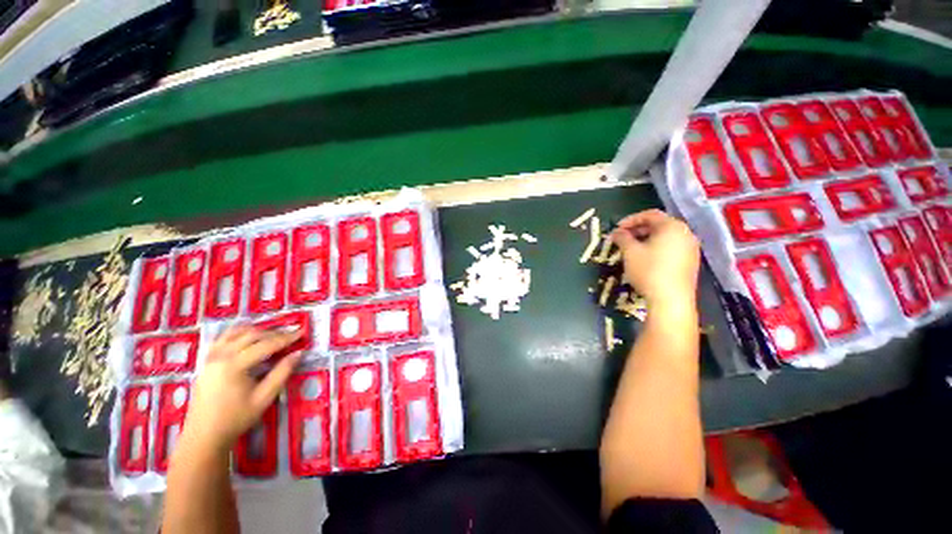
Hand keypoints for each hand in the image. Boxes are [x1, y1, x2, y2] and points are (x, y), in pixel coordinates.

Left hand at [178, 326, 302, 453]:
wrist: (204, 435)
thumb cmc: (236, 418)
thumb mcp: (264, 397)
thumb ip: (282, 373)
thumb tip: (299, 353)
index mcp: (234, 365)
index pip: (266, 345)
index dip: (286, 338)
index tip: (302, 332)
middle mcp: (221, 355)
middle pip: (252, 335)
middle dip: (274, 333)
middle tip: (291, 335)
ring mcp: (210, 357)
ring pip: (237, 333)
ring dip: (257, 331)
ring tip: (273, 335)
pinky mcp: (206, 361)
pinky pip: (224, 338)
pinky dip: (239, 333)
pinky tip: (248, 337)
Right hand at [610, 209, 699, 306]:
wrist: (671, 299)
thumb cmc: (649, 270)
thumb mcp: (630, 252)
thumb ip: (622, 238)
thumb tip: (616, 232)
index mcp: (672, 226)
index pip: (650, 214)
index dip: (630, 219)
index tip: (616, 229)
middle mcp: (685, 233)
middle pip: (659, 225)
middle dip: (637, 230)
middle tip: (622, 238)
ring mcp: (691, 248)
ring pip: (665, 237)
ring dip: (646, 239)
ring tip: (631, 249)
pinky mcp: (690, 262)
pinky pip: (671, 248)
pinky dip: (656, 248)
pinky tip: (645, 259)